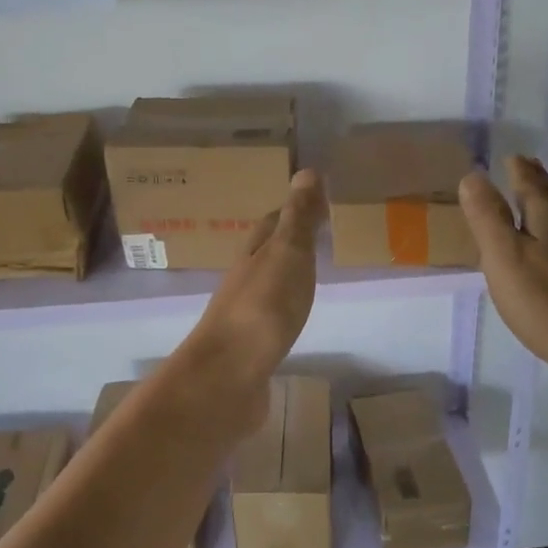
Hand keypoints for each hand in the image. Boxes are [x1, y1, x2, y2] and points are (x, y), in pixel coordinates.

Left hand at [177, 169, 325, 429]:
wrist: (228, 376)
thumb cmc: (262, 308)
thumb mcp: (287, 254)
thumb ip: (299, 218)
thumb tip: (307, 171)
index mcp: (253, 254)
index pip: (272, 223)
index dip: (293, 211)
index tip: (317, 203)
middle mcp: (244, 280)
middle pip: (266, 253)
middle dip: (288, 242)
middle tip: (319, 236)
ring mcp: (245, 316)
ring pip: (267, 285)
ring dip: (285, 276)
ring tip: (310, 274)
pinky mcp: (250, 348)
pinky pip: (271, 319)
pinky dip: (284, 310)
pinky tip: (294, 319)